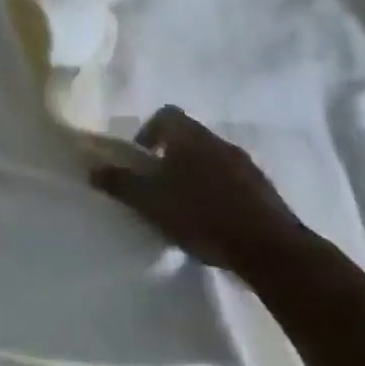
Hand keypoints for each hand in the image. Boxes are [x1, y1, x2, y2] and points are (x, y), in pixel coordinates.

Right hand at [89, 105, 313, 276]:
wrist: (272, 250)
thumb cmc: (202, 215)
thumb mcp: (149, 201)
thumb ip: (119, 183)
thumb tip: (93, 169)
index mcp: (190, 138)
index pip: (166, 115)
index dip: (148, 131)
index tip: (141, 158)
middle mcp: (219, 143)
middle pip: (188, 137)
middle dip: (169, 156)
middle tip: (156, 184)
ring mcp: (247, 166)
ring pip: (211, 159)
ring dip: (194, 174)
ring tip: (183, 205)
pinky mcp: (265, 191)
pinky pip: (232, 181)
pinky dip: (217, 192)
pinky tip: (210, 220)